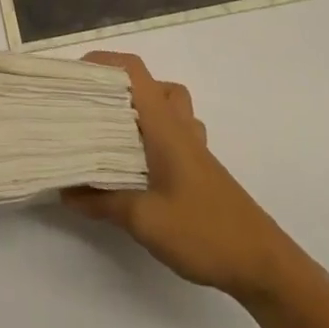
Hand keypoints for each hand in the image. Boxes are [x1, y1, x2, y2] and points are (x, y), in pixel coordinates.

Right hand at [64, 51, 284, 300]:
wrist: (263, 264)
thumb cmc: (204, 231)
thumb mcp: (144, 220)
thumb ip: (103, 202)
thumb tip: (65, 190)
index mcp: (165, 125)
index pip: (135, 72)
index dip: (105, 62)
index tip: (74, 76)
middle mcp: (180, 127)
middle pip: (152, 84)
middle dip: (119, 86)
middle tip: (90, 105)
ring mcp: (194, 148)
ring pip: (168, 108)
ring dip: (140, 110)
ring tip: (113, 132)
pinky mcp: (201, 170)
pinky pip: (175, 134)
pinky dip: (154, 136)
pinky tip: (140, 166)